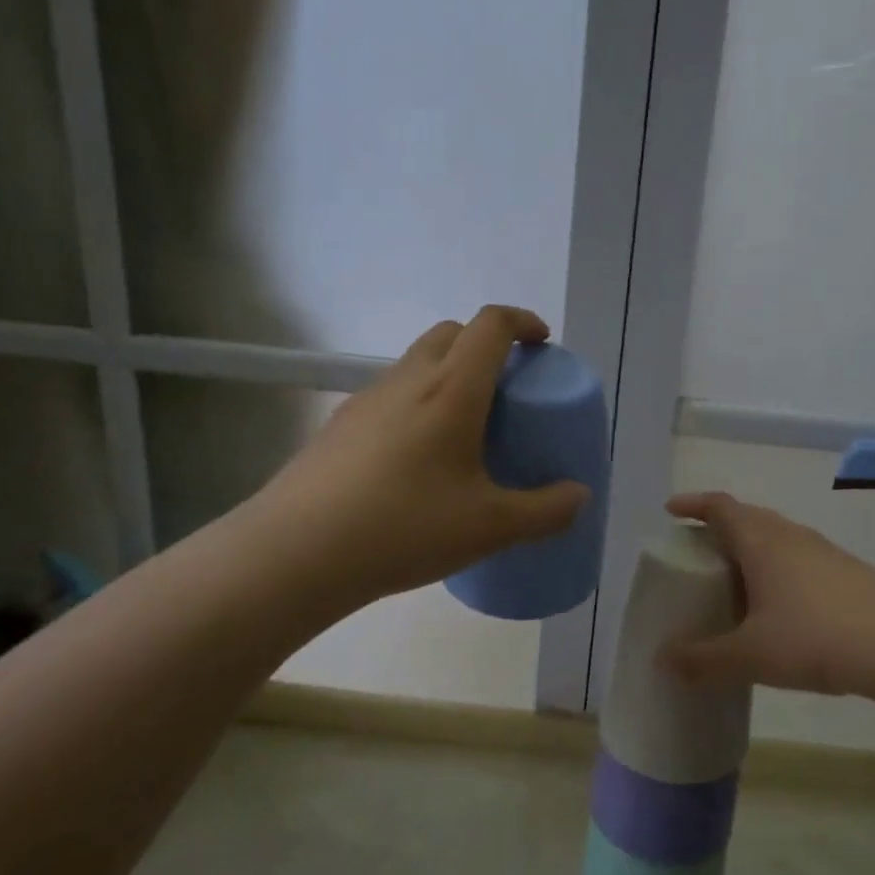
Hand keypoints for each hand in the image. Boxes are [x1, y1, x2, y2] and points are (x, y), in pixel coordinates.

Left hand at [245, 306, 590, 610]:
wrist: (295, 553)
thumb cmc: (404, 527)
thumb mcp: (489, 527)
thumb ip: (545, 511)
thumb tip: (579, 496)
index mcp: (451, 389)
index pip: (491, 325)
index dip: (522, 322)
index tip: (542, 343)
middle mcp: (408, 379)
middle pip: (452, 333)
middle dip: (486, 344)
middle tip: (507, 389)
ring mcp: (367, 399)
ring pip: (417, 361)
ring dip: (449, 373)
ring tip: (465, 428)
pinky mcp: (340, 424)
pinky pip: (391, 393)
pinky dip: (417, 402)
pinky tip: (417, 460)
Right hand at [658, 492, 874, 707]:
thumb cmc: (817, 637)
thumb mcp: (752, 655)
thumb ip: (703, 659)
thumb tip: (661, 660)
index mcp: (761, 540)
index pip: (720, 506)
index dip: (693, 505)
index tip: (671, 512)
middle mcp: (790, 535)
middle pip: (747, 517)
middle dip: (718, 529)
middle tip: (696, 555)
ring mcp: (823, 551)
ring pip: (775, 539)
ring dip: (749, 551)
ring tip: (733, 584)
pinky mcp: (846, 572)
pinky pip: (797, 558)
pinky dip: (776, 570)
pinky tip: (778, 608)